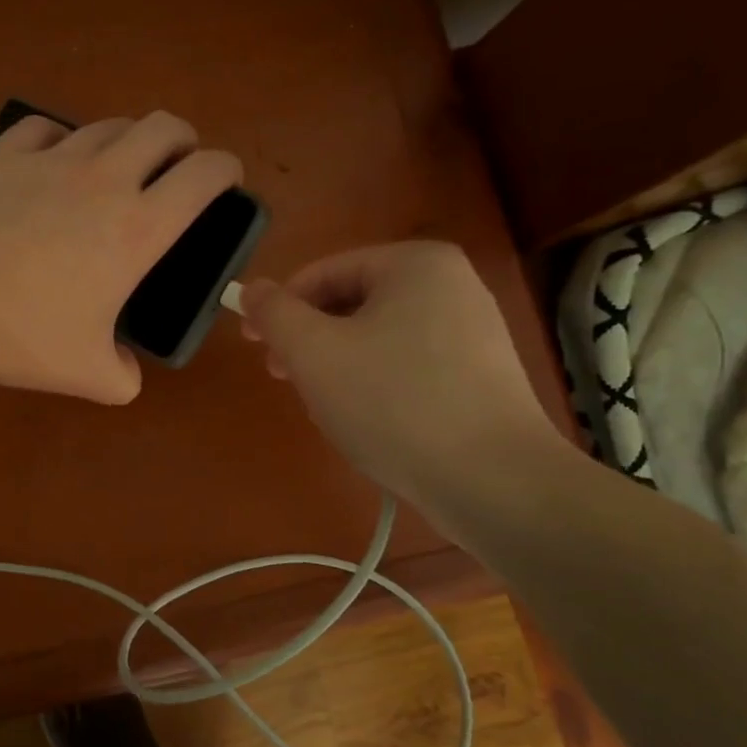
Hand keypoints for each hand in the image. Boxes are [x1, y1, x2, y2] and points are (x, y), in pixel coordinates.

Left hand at [0, 111, 241, 403]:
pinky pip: (45, 128)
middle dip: (182, 140)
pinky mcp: (3, 155)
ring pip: (107, 125)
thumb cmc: (21, 334)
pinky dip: (60, 138)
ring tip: (116, 166)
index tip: (226, 181)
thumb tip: (126, 372)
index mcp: (138, 228)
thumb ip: (123, 377)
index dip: (226, 169)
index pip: (206, 174)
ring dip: (126, 139)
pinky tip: (51, 160)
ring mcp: (51, 161)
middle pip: (163, 127)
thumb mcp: (86, 375)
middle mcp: (104, 180)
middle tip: (175, 167)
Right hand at [241, 242, 559, 507]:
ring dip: (338, 367)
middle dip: (310, 342)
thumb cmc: (393, 403)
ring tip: (326, 409)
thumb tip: (252, 289)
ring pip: (377, 338)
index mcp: (415, 264)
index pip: (324, 273)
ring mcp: (473, 332)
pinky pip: (408, 366)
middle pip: (352, 304)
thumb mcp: (313, 353)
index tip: (254, 346)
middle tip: (283, 379)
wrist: (494, 481)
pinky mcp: (481, 376)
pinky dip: (376, 386)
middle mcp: (452, 285)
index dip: (279, 307)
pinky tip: (368, 423)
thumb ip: (274, 313)